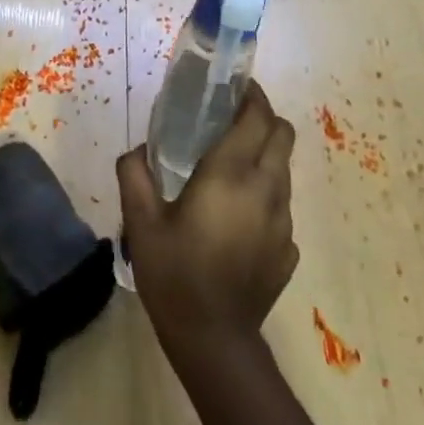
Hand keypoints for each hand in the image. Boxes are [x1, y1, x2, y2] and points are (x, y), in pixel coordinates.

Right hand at [118, 82, 297, 353]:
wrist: (213, 338)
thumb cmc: (173, 274)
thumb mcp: (140, 222)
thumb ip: (134, 174)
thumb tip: (137, 150)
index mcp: (230, 176)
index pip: (257, 117)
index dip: (251, 95)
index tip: (234, 86)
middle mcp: (266, 190)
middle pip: (282, 135)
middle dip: (263, 119)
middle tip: (230, 122)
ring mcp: (283, 220)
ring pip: (284, 170)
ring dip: (264, 157)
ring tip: (229, 169)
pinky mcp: (289, 247)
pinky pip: (281, 205)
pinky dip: (264, 195)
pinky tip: (235, 217)